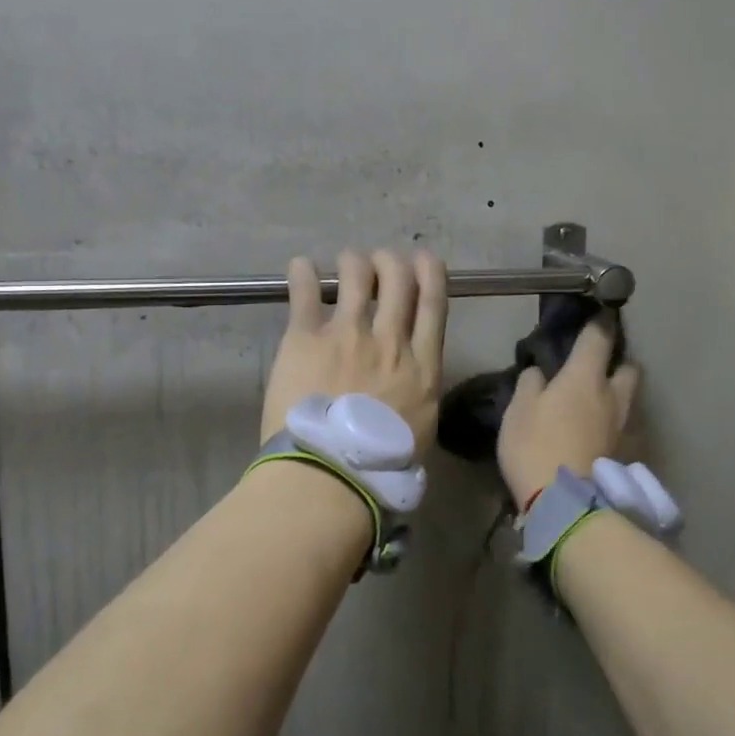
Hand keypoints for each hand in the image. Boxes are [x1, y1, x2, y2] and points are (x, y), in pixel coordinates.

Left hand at [262, 249, 449, 449]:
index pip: (433, 305)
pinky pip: (305, 293)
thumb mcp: (420, 433)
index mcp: (422, 368)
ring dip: (353, 262)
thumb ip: (419, 400)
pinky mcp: (305, 339)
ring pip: (356, 276)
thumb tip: (413, 392)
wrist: (330, 475)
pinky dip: (302, 274)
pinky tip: (300, 266)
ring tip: (346, 262)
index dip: (430, 274)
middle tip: (380, 262)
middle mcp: (389, 341)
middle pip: (397, 280)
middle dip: (391, 262)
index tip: (423, 260)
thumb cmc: (380, 468)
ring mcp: (347, 335)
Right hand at [497, 319, 639, 503]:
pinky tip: (599, 434)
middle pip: (628, 367)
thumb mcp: (518, 410)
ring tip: (598, 403)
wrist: (566, 503)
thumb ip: (531, 384)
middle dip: (616, 362)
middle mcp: (613, 395)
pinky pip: (625, 427)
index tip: (596, 314)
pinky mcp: (628, 454)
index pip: (598, 337)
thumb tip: (540, 372)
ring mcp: (625, 426)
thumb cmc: (536, 446)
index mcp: (585, 377)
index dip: (598, 322)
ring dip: (618, 394)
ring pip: (630, 399)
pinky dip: (616, 424)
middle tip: (597, 368)